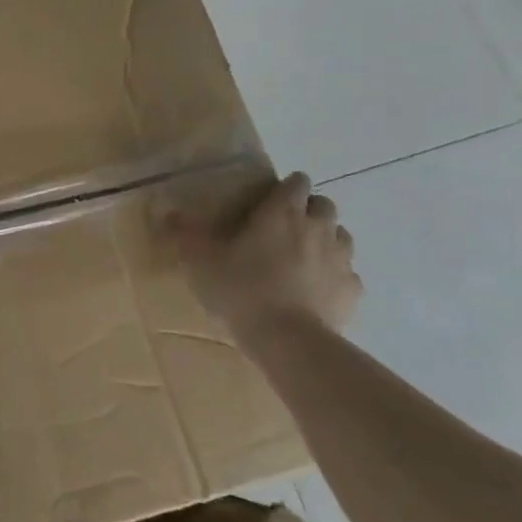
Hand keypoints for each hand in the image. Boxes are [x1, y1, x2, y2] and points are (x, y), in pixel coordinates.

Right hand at [176, 173, 361, 335]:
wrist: (289, 340)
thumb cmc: (242, 289)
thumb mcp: (201, 260)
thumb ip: (186, 233)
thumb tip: (168, 211)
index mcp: (282, 212)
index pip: (296, 182)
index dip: (285, 188)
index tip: (268, 201)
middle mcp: (318, 227)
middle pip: (324, 205)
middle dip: (308, 210)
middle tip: (283, 229)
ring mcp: (341, 259)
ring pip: (341, 236)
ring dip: (325, 240)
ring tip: (302, 258)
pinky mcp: (353, 291)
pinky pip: (348, 274)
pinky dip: (335, 276)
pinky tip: (317, 290)